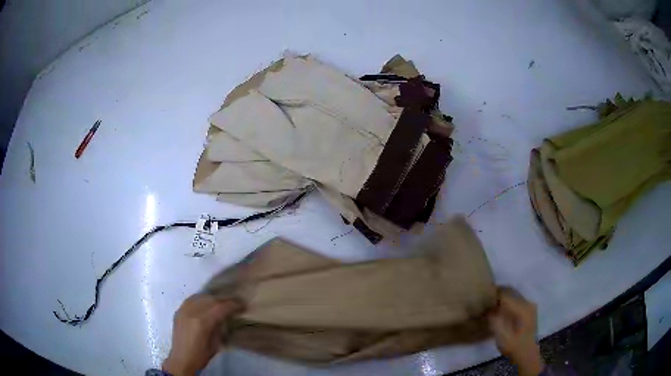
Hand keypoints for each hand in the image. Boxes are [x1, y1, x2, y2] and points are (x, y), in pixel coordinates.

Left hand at [163, 294, 242, 375]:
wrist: (181, 359)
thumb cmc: (201, 355)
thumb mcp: (216, 343)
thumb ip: (220, 327)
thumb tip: (227, 317)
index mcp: (202, 323)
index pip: (220, 307)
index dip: (233, 305)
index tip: (242, 305)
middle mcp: (191, 313)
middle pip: (211, 299)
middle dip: (224, 300)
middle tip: (234, 304)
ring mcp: (183, 310)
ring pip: (200, 297)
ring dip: (213, 298)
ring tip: (221, 302)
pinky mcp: (178, 311)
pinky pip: (191, 299)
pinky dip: (201, 299)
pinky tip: (206, 303)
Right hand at [488, 287, 543, 375]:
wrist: (526, 353)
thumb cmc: (513, 345)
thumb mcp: (500, 335)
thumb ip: (494, 320)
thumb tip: (488, 308)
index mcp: (521, 308)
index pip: (505, 294)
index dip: (493, 294)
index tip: (483, 296)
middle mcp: (527, 303)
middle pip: (511, 291)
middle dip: (498, 293)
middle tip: (486, 298)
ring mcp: (530, 305)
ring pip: (514, 294)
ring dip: (503, 296)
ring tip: (493, 302)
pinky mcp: (530, 309)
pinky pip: (517, 299)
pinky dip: (509, 300)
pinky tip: (502, 307)